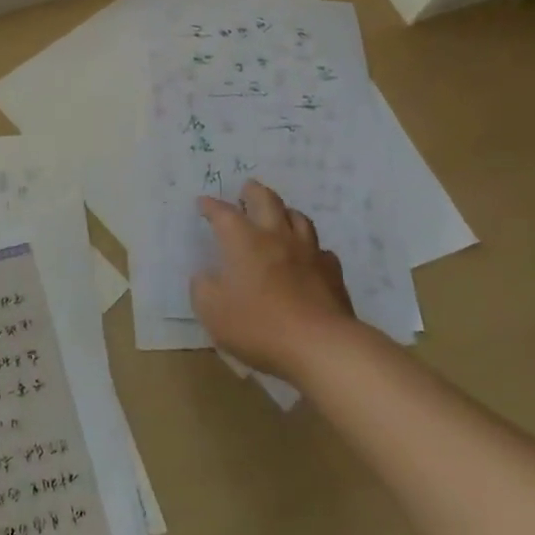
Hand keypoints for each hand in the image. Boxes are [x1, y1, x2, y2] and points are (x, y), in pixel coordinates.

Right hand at [191, 179, 355, 384]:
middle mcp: (276, 237)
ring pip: (298, 218)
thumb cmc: (258, 325)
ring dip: (284, 212)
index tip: (203, 203)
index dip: (211, 206)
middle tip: (246, 189)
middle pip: (266, 200)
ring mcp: (308, 252)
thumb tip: (205, 276)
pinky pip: (321, 250)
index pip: (223, 213)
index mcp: (243, 241)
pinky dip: (310, 248)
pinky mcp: (332, 272)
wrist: (320, 346)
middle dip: (253, 192)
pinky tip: (308, 256)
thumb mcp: (212, 311)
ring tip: (278, 215)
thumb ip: (203, 288)